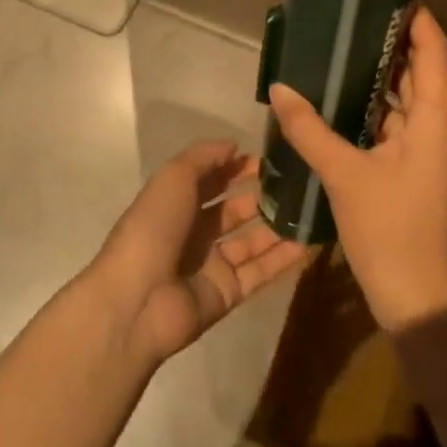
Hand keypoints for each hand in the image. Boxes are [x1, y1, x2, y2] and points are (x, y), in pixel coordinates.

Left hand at [89, 140, 307, 366]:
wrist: (136, 300)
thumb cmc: (154, 227)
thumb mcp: (174, 177)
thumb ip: (204, 157)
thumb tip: (234, 146)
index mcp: (177, 202)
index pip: (213, 179)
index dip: (238, 167)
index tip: (271, 157)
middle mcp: (195, 232)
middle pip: (235, 210)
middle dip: (263, 195)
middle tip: (299, 183)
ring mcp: (212, 264)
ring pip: (252, 240)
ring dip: (278, 225)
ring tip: (310, 209)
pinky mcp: (227, 293)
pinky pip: (260, 272)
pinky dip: (282, 258)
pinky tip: (309, 242)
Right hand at [268, 7, 446, 331]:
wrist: (418, 297)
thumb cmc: (389, 229)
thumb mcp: (344, 175)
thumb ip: (309, 129)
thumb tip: (278, 88)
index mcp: (437, 117)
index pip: (434, 48)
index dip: (417, 16)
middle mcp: (442, 124)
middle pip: (422, 68)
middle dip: (392, 40)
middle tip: (353, 13)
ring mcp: (432, 148)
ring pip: (410, 97)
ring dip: (383, 74)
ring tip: (344, 44)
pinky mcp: (420, 166)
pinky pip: (401, 122)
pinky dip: (378, 106)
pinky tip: (345, 97)